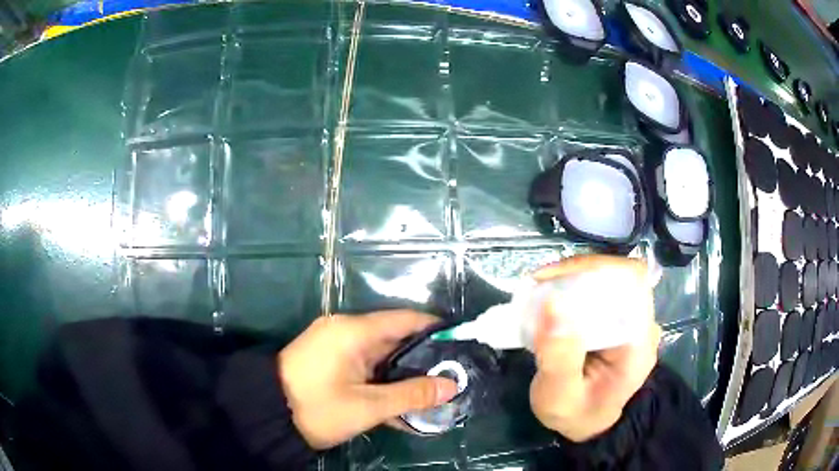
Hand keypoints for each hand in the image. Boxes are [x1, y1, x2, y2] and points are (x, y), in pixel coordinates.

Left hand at [278, 311, 458, 448]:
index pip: (404, 319)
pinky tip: (402, 399)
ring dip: (404, 373)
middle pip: (394, 338)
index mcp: (353, 331)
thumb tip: (452, 386)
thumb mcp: (367, 406)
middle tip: (452, 374)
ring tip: (434, 389)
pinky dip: (383, 380)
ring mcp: (336, 347)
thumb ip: (411, 395)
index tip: (460, 343)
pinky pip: (365, 366)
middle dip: (423, 357)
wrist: (266, 415)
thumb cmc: (317, 408)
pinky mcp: (330, 361)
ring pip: (381, 355)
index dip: (434, 328)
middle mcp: (346, 331)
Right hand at [529, 255, 661, 441]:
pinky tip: (551, 300)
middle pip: (618, 274)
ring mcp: (631, 320)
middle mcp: (642, 324)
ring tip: (539, 291)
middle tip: (538, 285)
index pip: (631, 282)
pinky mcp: (618, 320)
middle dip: (576, 273)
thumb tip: (552, 303)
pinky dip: (573, 288)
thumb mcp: (559, 397)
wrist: (587, 423)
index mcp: (638, 341)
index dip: (595, 269)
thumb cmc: (576, 414)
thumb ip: (558, 358)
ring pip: (607, 278)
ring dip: (572, 278)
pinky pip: (599, 291)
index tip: (553, 279)